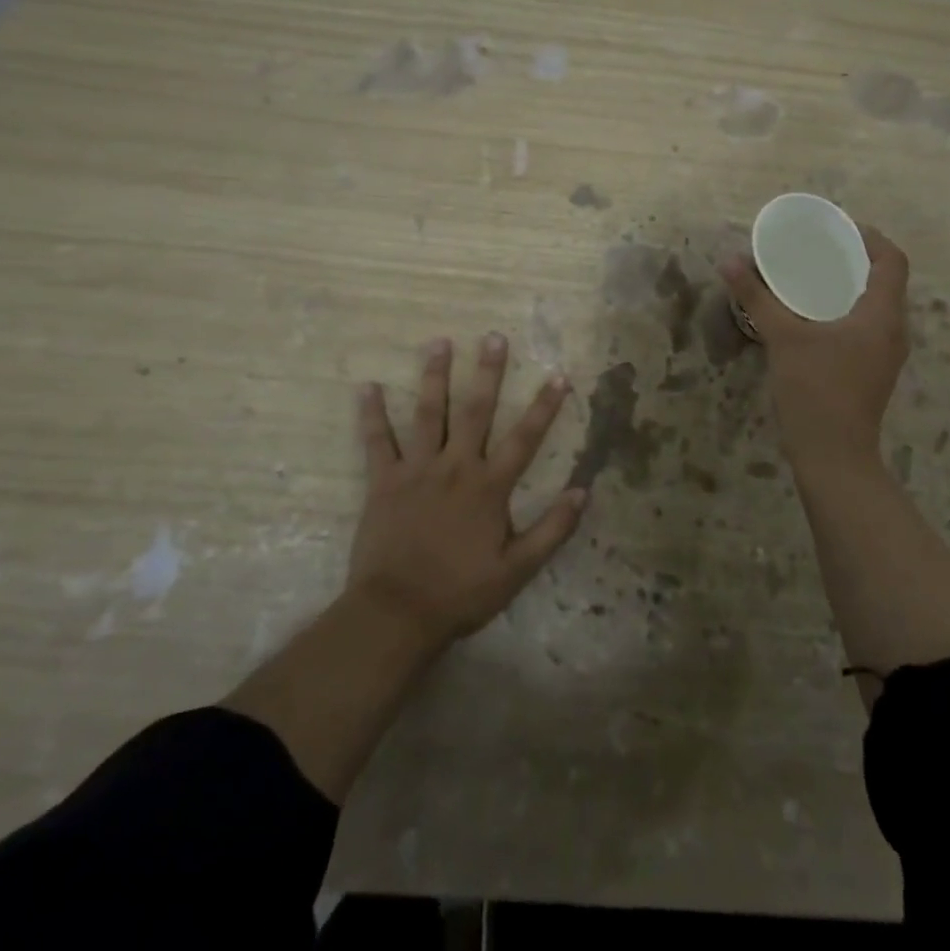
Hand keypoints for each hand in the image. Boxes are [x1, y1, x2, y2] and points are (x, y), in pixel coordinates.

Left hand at [347, 333, 584, 651]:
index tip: (559, 375)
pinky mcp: (384, 481)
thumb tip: (583, 492)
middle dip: (488, 372)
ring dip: (435, 376)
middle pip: (475, 411)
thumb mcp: (517, 570)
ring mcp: (417, 470)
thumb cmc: (461, 592)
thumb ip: (552, 530)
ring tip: (439, 342)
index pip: (525, 438)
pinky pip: (377, 441)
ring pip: (428, 413)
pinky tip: (367, 386)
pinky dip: (372, 414)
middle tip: (493, 337)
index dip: (544, 406)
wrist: (397, 613)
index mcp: (489, 487)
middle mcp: (456, 467)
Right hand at [721, 225, 909, 467]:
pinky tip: (816, 316)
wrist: (833, 456)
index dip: (872, 238)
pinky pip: (868, 326)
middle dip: (857, 260)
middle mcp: (894, 330)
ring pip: (877, 306)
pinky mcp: (875, 371)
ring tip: (815, 277)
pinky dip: (848, 310)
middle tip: (820, 249)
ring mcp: (887, 354)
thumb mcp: (782, 337)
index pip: (893, 261)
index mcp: (882, 315)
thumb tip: (730, 261)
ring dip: (852, 287)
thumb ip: (757, 297)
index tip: (841, 229)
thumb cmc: (815, 390)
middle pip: (887, 281)